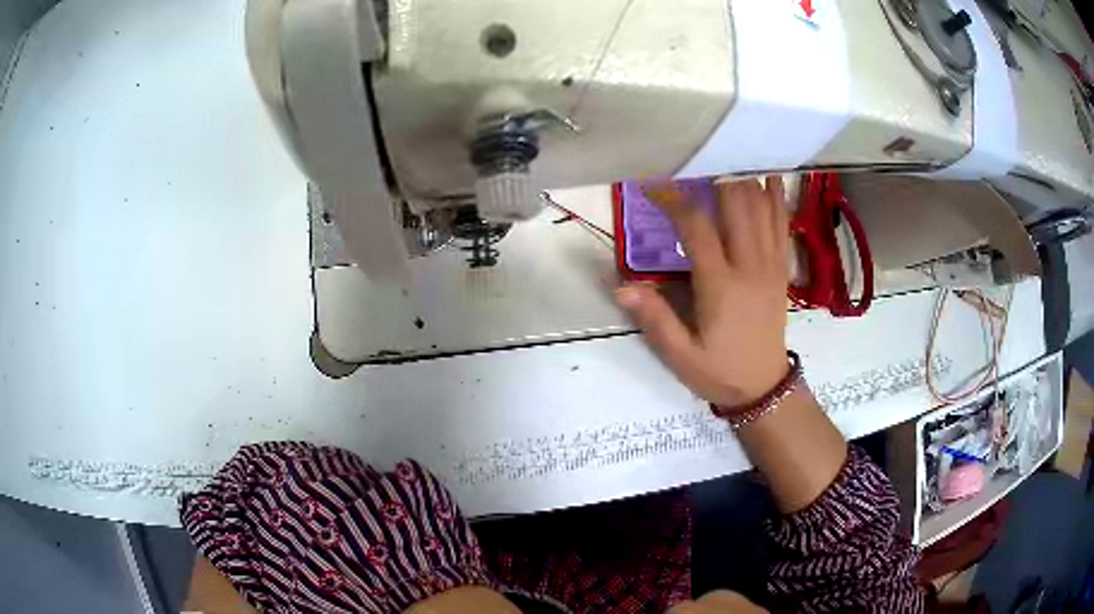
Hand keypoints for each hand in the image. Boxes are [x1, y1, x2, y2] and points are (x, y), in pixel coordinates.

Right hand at [615, 177, 790, 407]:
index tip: (652, 185)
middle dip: (711, 178)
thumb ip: (654, 319)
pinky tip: (766, 175)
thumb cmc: (719, 371)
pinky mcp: (782, 268)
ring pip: (761, 206)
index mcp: (721, 285)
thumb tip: (621, 287)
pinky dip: (774, 196)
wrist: (765, 387)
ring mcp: (771, 264)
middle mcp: (750, 265)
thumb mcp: (680, 355)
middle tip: (689, 168)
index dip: (673, 199)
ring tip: (721, 163)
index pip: (696, 226)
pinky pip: (781, 223)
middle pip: (736, 203)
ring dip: (741, 180)